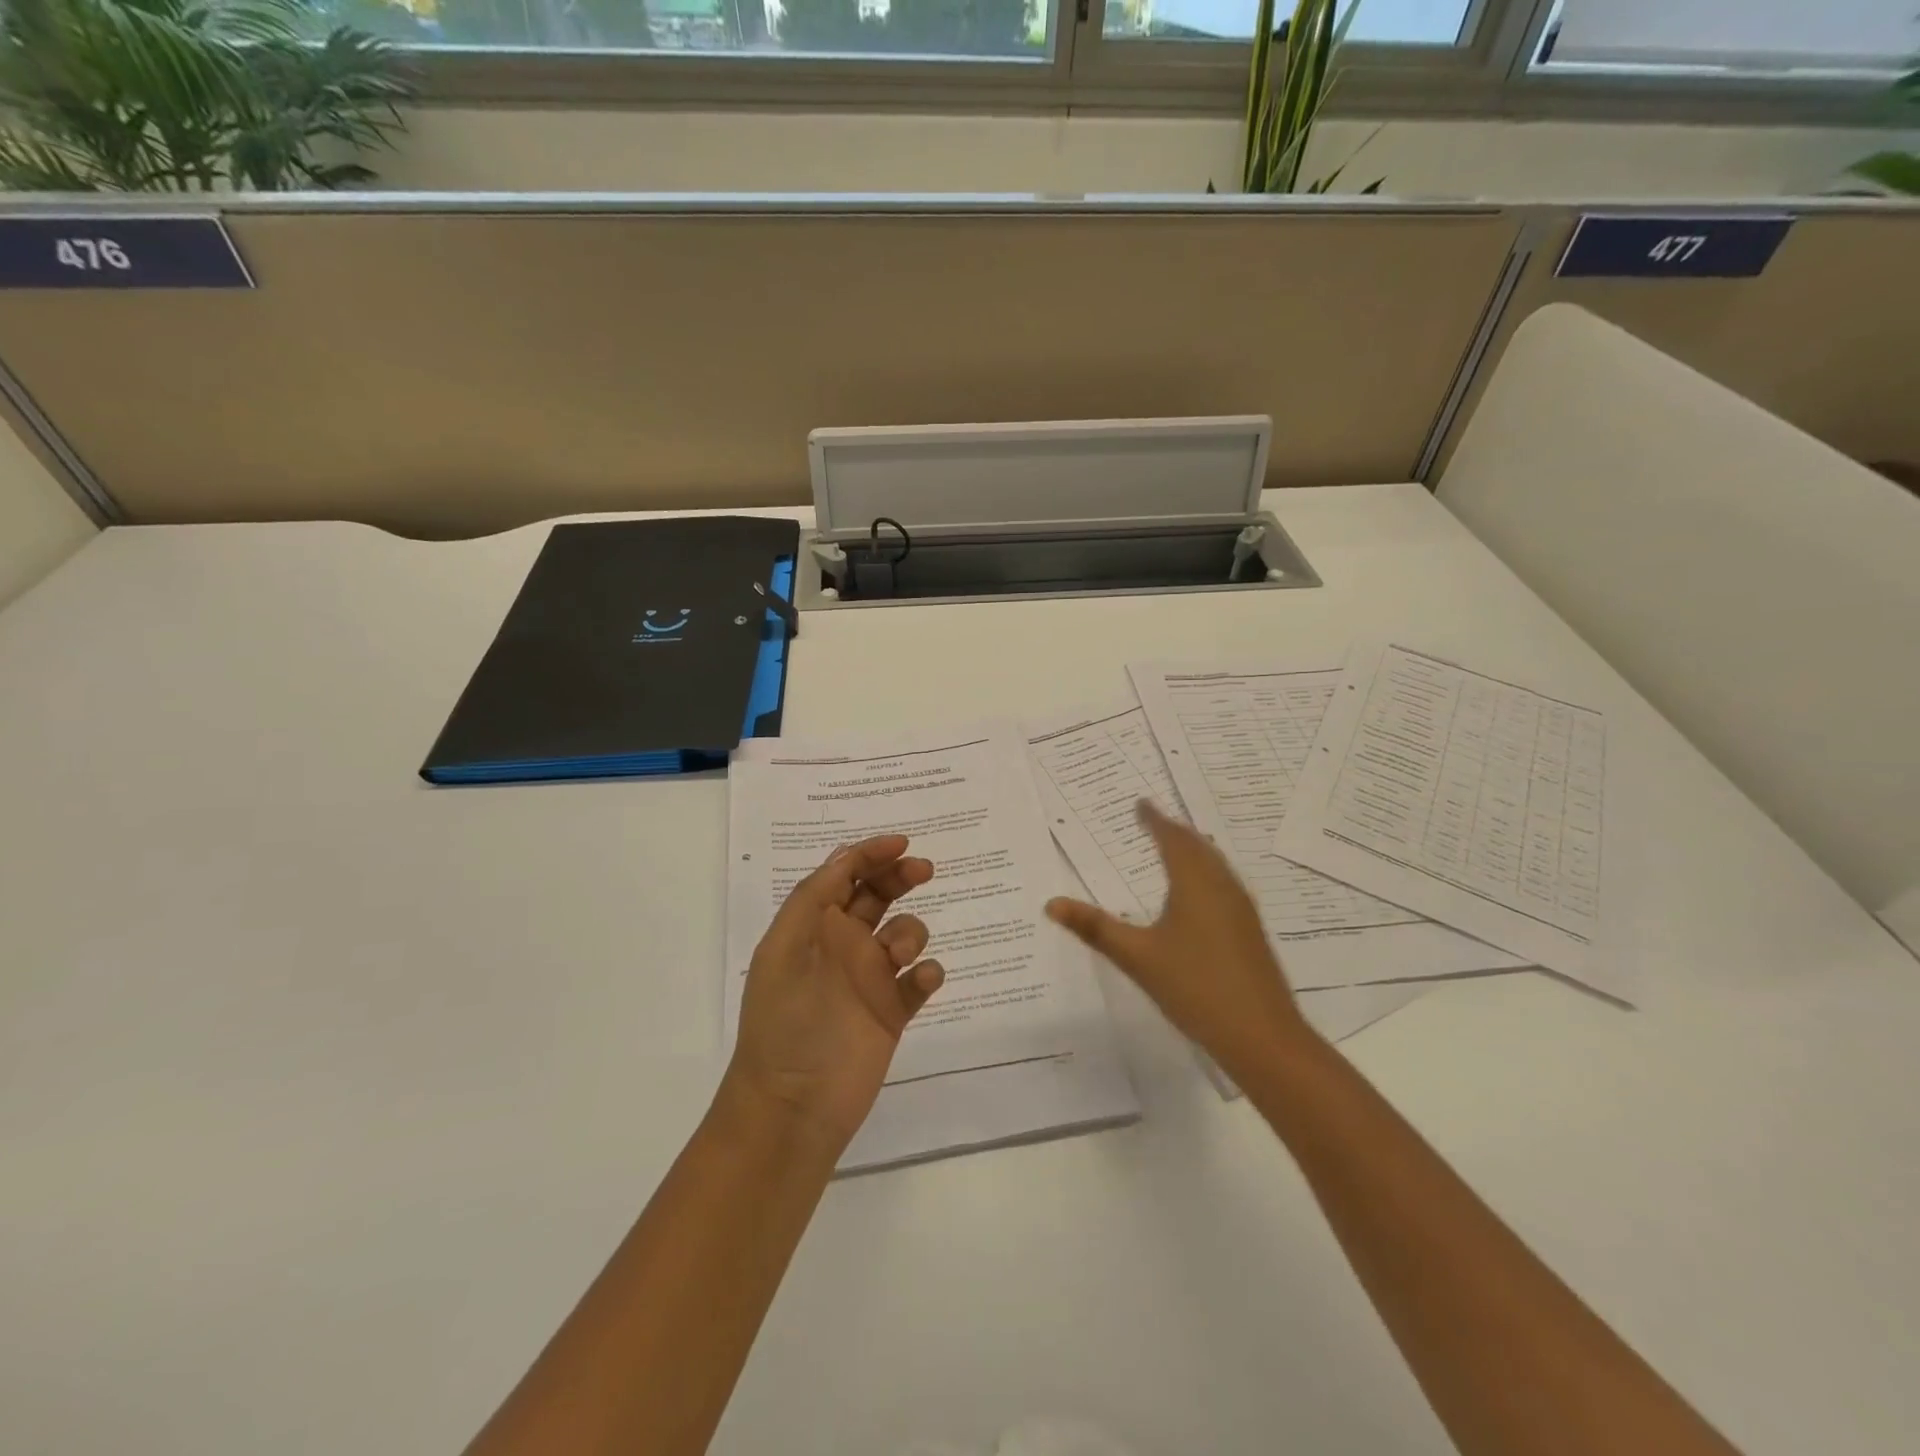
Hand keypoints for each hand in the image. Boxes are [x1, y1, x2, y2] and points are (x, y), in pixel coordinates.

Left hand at [726, 835, 944, 1152]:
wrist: (793, 1107)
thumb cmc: (784, 1022)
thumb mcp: (785, 948)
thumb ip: (813, 898)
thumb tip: (846, 855)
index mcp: (812, 927)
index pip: (843, 875)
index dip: (870, 854)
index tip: (903, 844)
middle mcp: (843, 946)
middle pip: (879, 895)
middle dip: (900, 876)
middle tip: (923, 871)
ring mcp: (870, 979)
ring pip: (905, 934)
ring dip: (910, 933)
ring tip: (898, 958)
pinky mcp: (893, 1012)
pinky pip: (921, 980)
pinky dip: (928, 973)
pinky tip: (920, 980)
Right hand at [1046, 801, 1309, 1072]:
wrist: (1262, 1036)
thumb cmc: (1195, 987)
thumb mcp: (1137, 957)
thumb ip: (1094, 928)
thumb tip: (1051, 904)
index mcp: (1195, 884)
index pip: (1172, 838)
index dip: (1155, 819)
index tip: (1140, 803)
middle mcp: (1222, 887)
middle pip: (1198, 846)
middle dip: (1175, 830)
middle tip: (1153, 820)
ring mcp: (1241, 909)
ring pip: (1215, 864)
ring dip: (1194, 849)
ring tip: (1175, 846)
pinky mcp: (1250, 931)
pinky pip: (1224, 883)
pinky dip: (1206, 871)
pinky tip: (1199, 894)